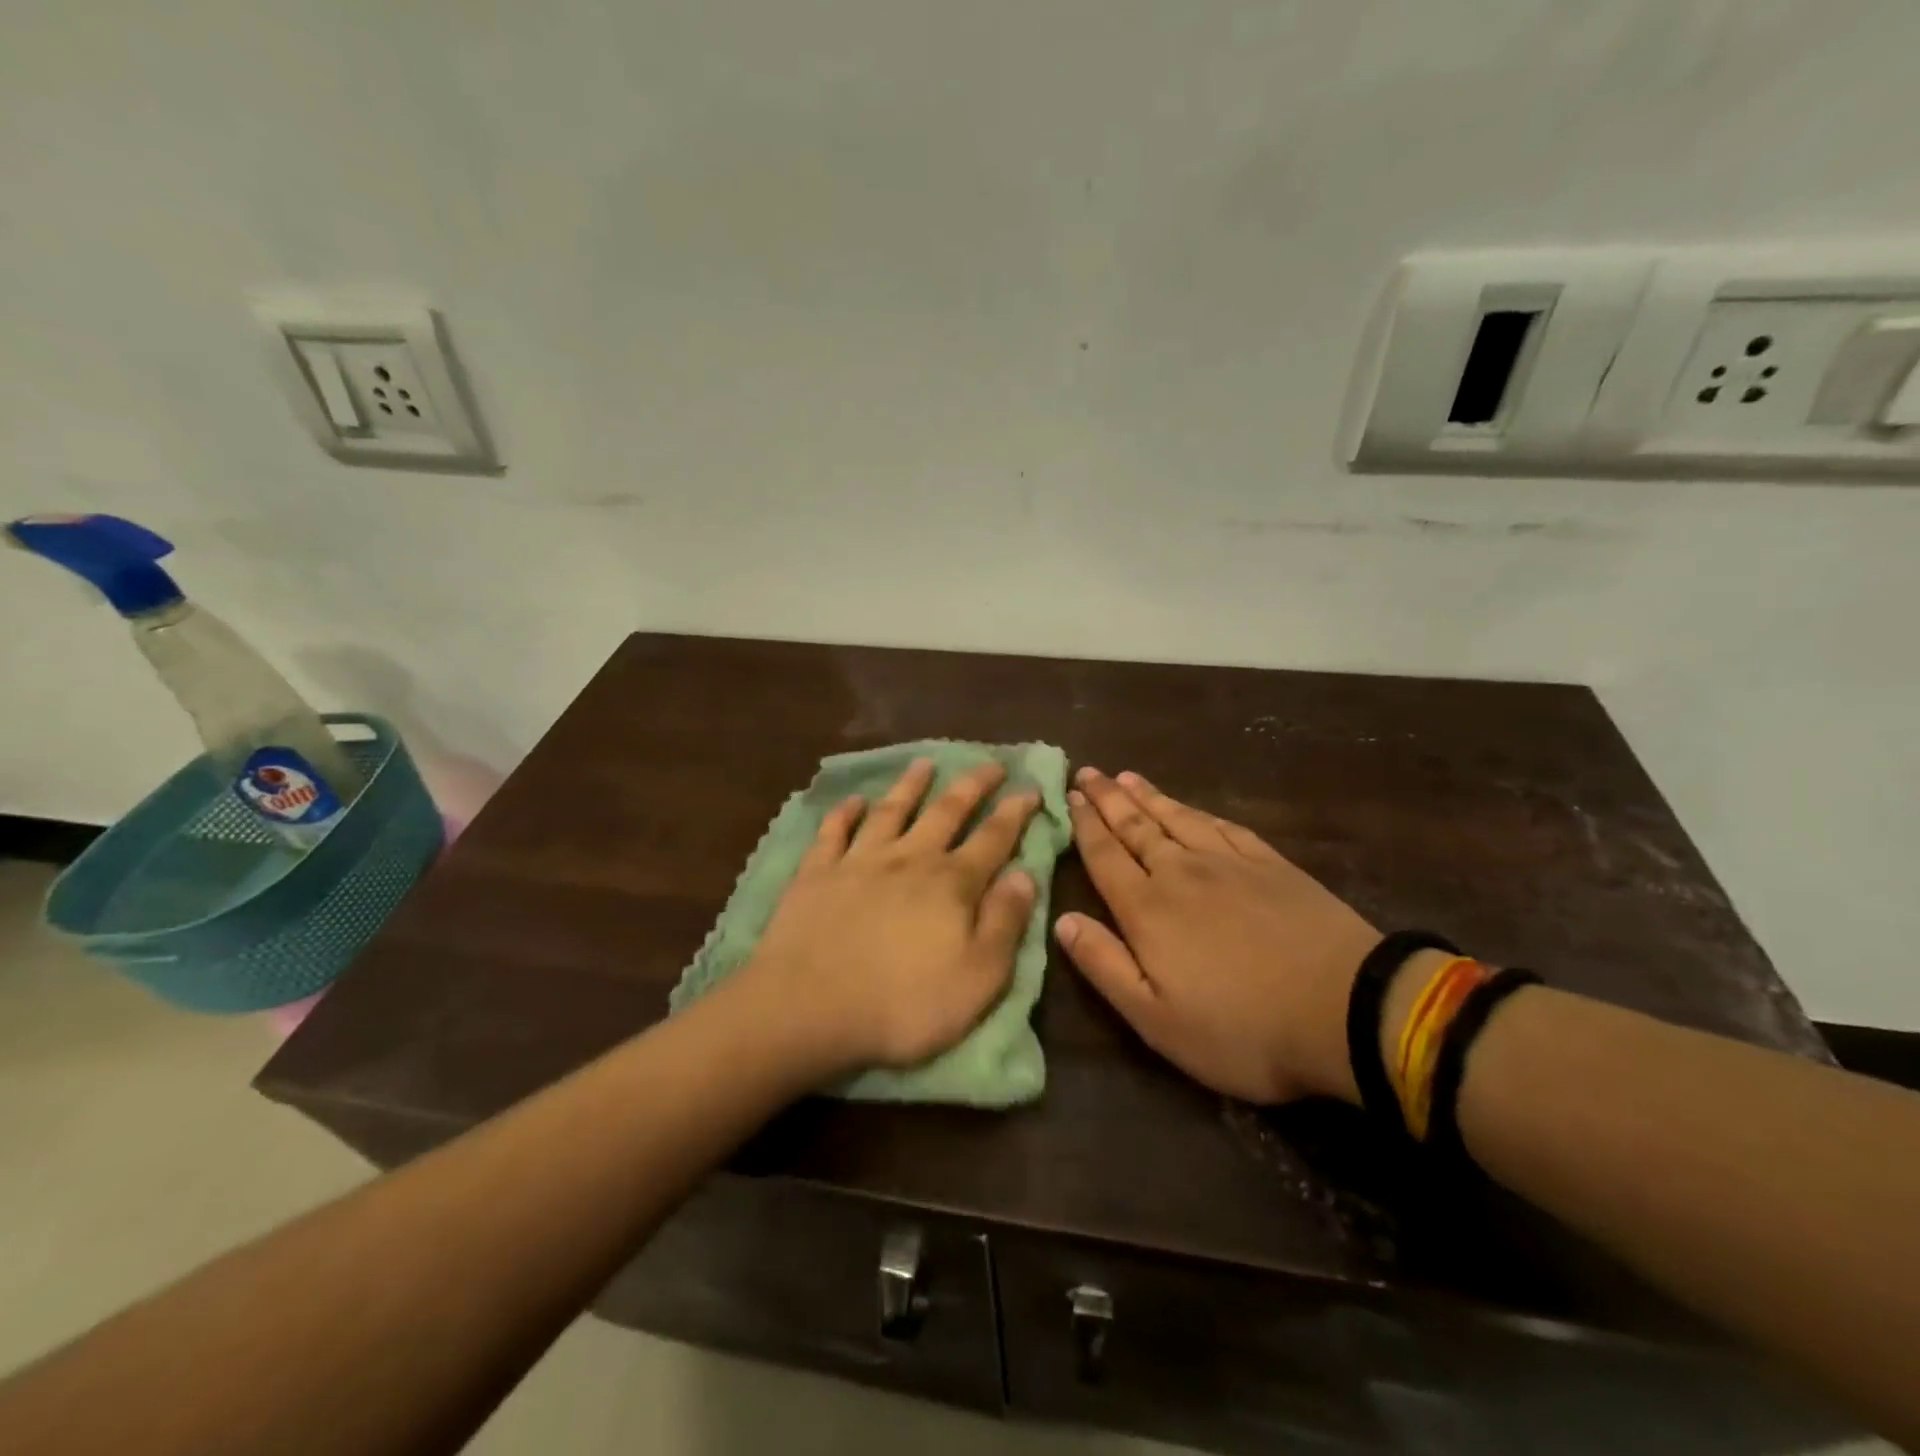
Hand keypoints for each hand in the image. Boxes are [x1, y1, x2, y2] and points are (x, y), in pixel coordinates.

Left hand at [739, 758, 1040, 1078]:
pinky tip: (852, 800)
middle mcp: (908, 859)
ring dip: (910, 785)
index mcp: (951, 884)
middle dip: (972, 785)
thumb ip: (1005, 922)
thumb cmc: (902, 1004)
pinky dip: (844, 813)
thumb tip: (1025, 874)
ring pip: (891, 810)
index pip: (993, 838)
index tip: (1031, 786)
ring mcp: (859, 861)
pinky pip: (833, 832)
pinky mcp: (817, 873)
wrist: (807, 1008)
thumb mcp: (978, 977)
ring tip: (924, 763)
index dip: (1015, 812)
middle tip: (990, 763)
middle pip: (946, 812)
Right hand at [1055, 768, 1379, 1104]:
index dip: (1085, 825)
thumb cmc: (1241, 1028)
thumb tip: (1062, 921)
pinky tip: (1192, 808)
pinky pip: (1224, 826)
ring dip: (1148, 796)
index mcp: (1148, 909)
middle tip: (1089, 772)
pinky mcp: (1272, 865)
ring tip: (1127, 776)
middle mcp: (1181, 873)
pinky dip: (1199, 812)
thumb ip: (1104, 965)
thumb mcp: (1156, 1018)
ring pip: (1177, 818)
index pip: (1105, 856)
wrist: (1346, 1011)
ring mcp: (1230, 864)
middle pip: (1136, 827)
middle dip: (1108, 798)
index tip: (1069, 796)